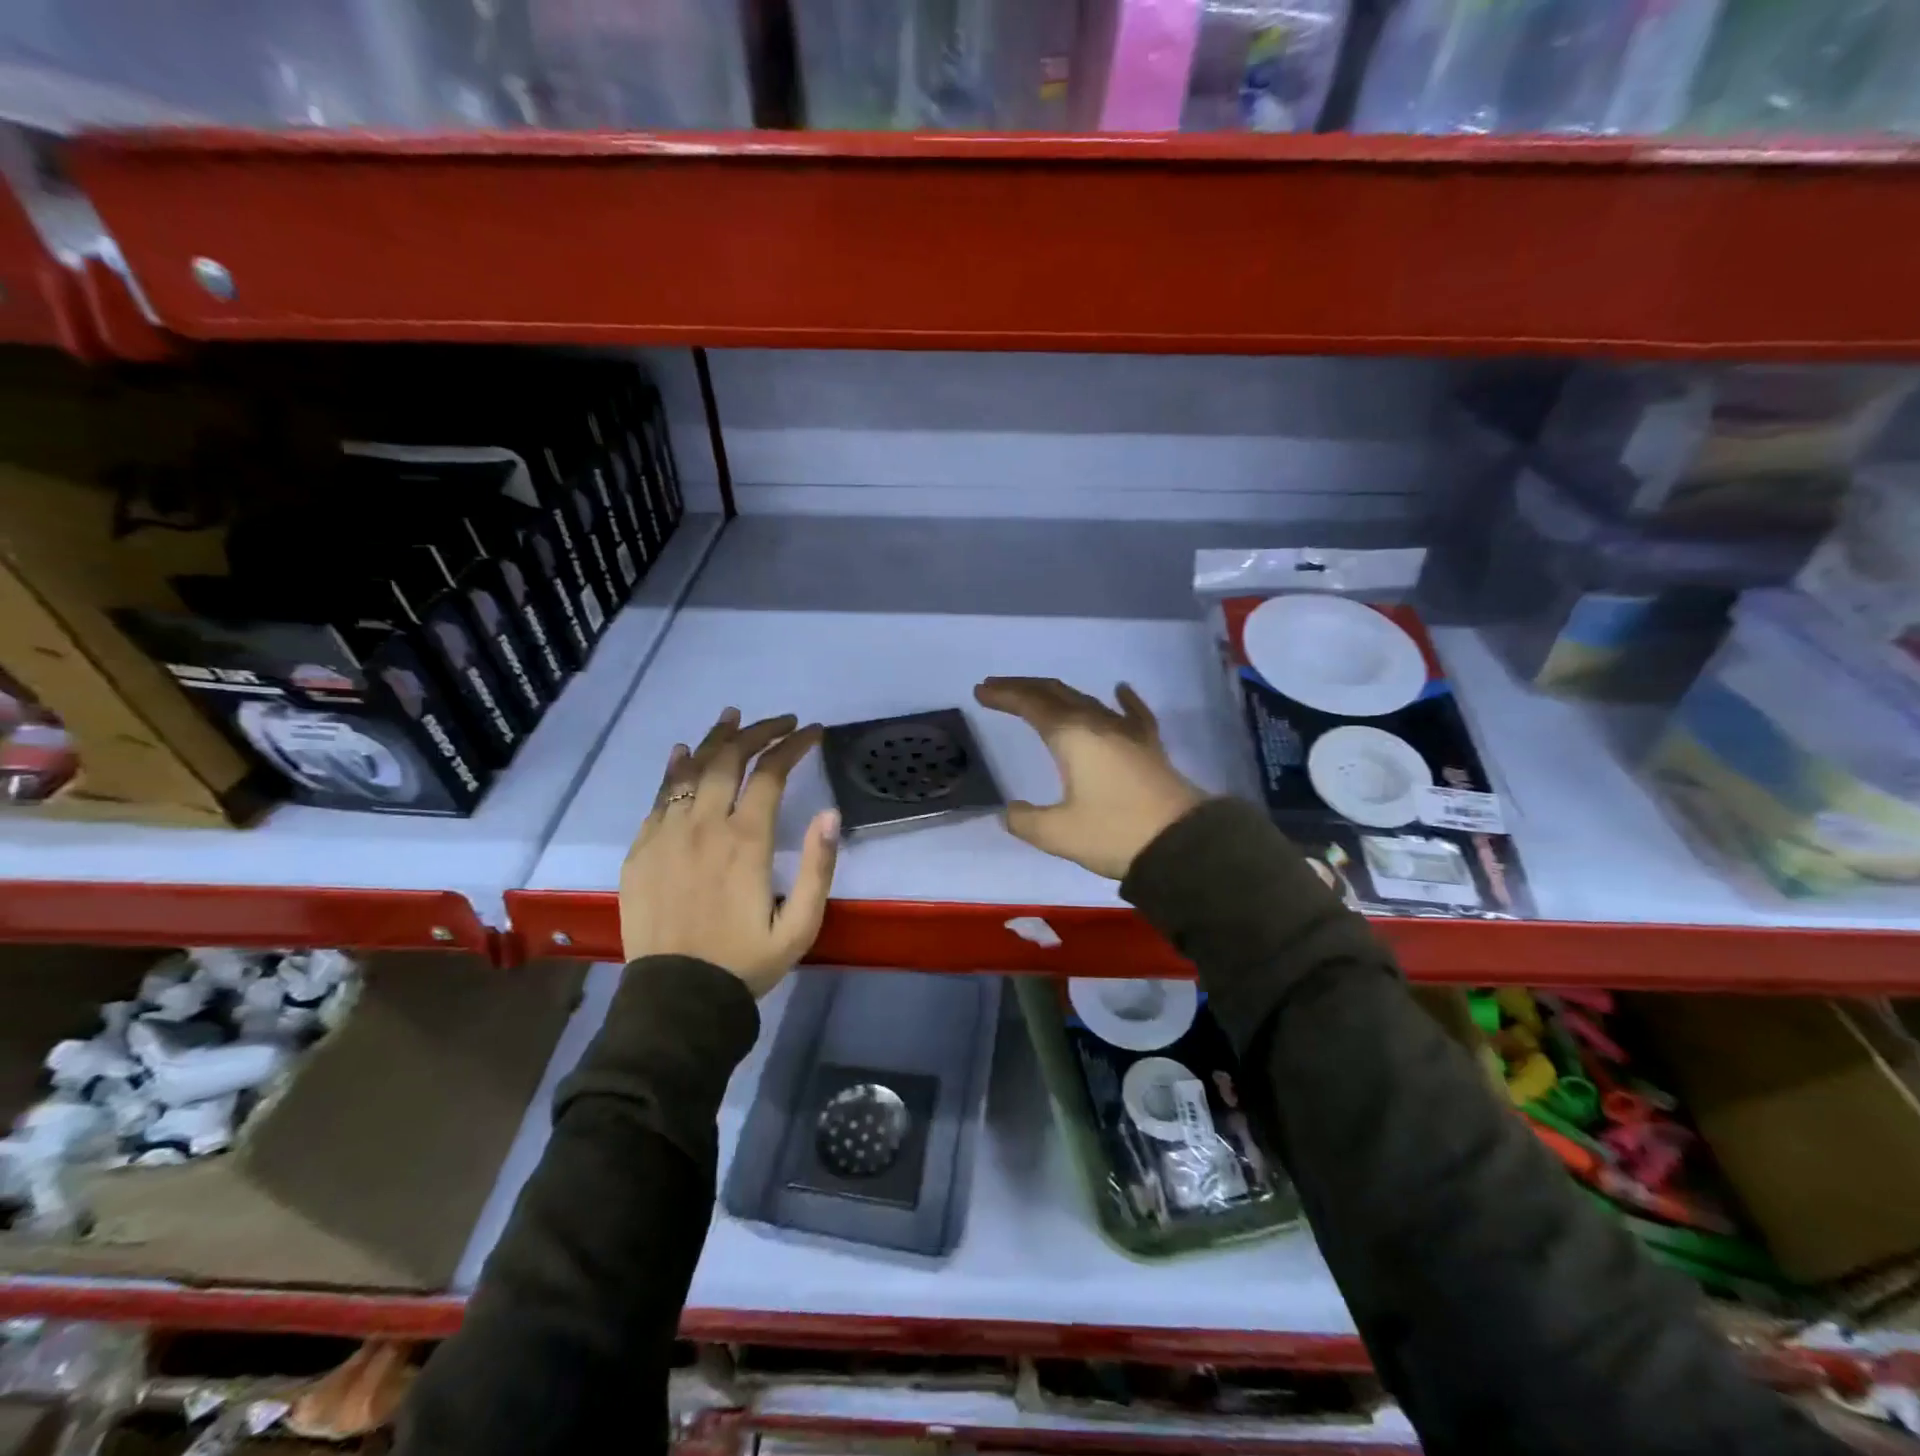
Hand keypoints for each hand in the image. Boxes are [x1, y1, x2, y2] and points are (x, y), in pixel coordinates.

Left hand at [619, 708, 840, 996]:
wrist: (677, 999)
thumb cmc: (745, 961)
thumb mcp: (800, 925)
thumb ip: (818, 868)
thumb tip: (831, 814)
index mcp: (745, 841)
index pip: (771, 772)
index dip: (794, 745)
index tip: (813, 732)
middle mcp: (703, 825)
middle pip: (729, 758)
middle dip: (758, 731)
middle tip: (780, 722)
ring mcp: (666, 834)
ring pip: (691, 769)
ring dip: (715, 738)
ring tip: (733, 716)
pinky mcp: (641, 849)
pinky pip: (658, 796)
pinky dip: (674, 768)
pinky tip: (683, 752)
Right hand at [972, 678, 1206, 879]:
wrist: (1182, 843)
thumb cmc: (1115, 833)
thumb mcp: (1058, 834)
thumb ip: (1025, 820)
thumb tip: (1009, 812)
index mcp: (1072, 737)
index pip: (1031, 705)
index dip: (1004, 695)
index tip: (981, 691)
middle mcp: (1098, 724)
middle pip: (1056, 694)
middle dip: (1024, 688)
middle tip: (998, 687)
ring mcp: (1128, 732)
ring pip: (1087, 700)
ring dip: (1058, 694)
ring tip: (1038, 695)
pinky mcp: (1149, 746)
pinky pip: (1132, 713)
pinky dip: (1121, 699)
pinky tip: (1120, 689)